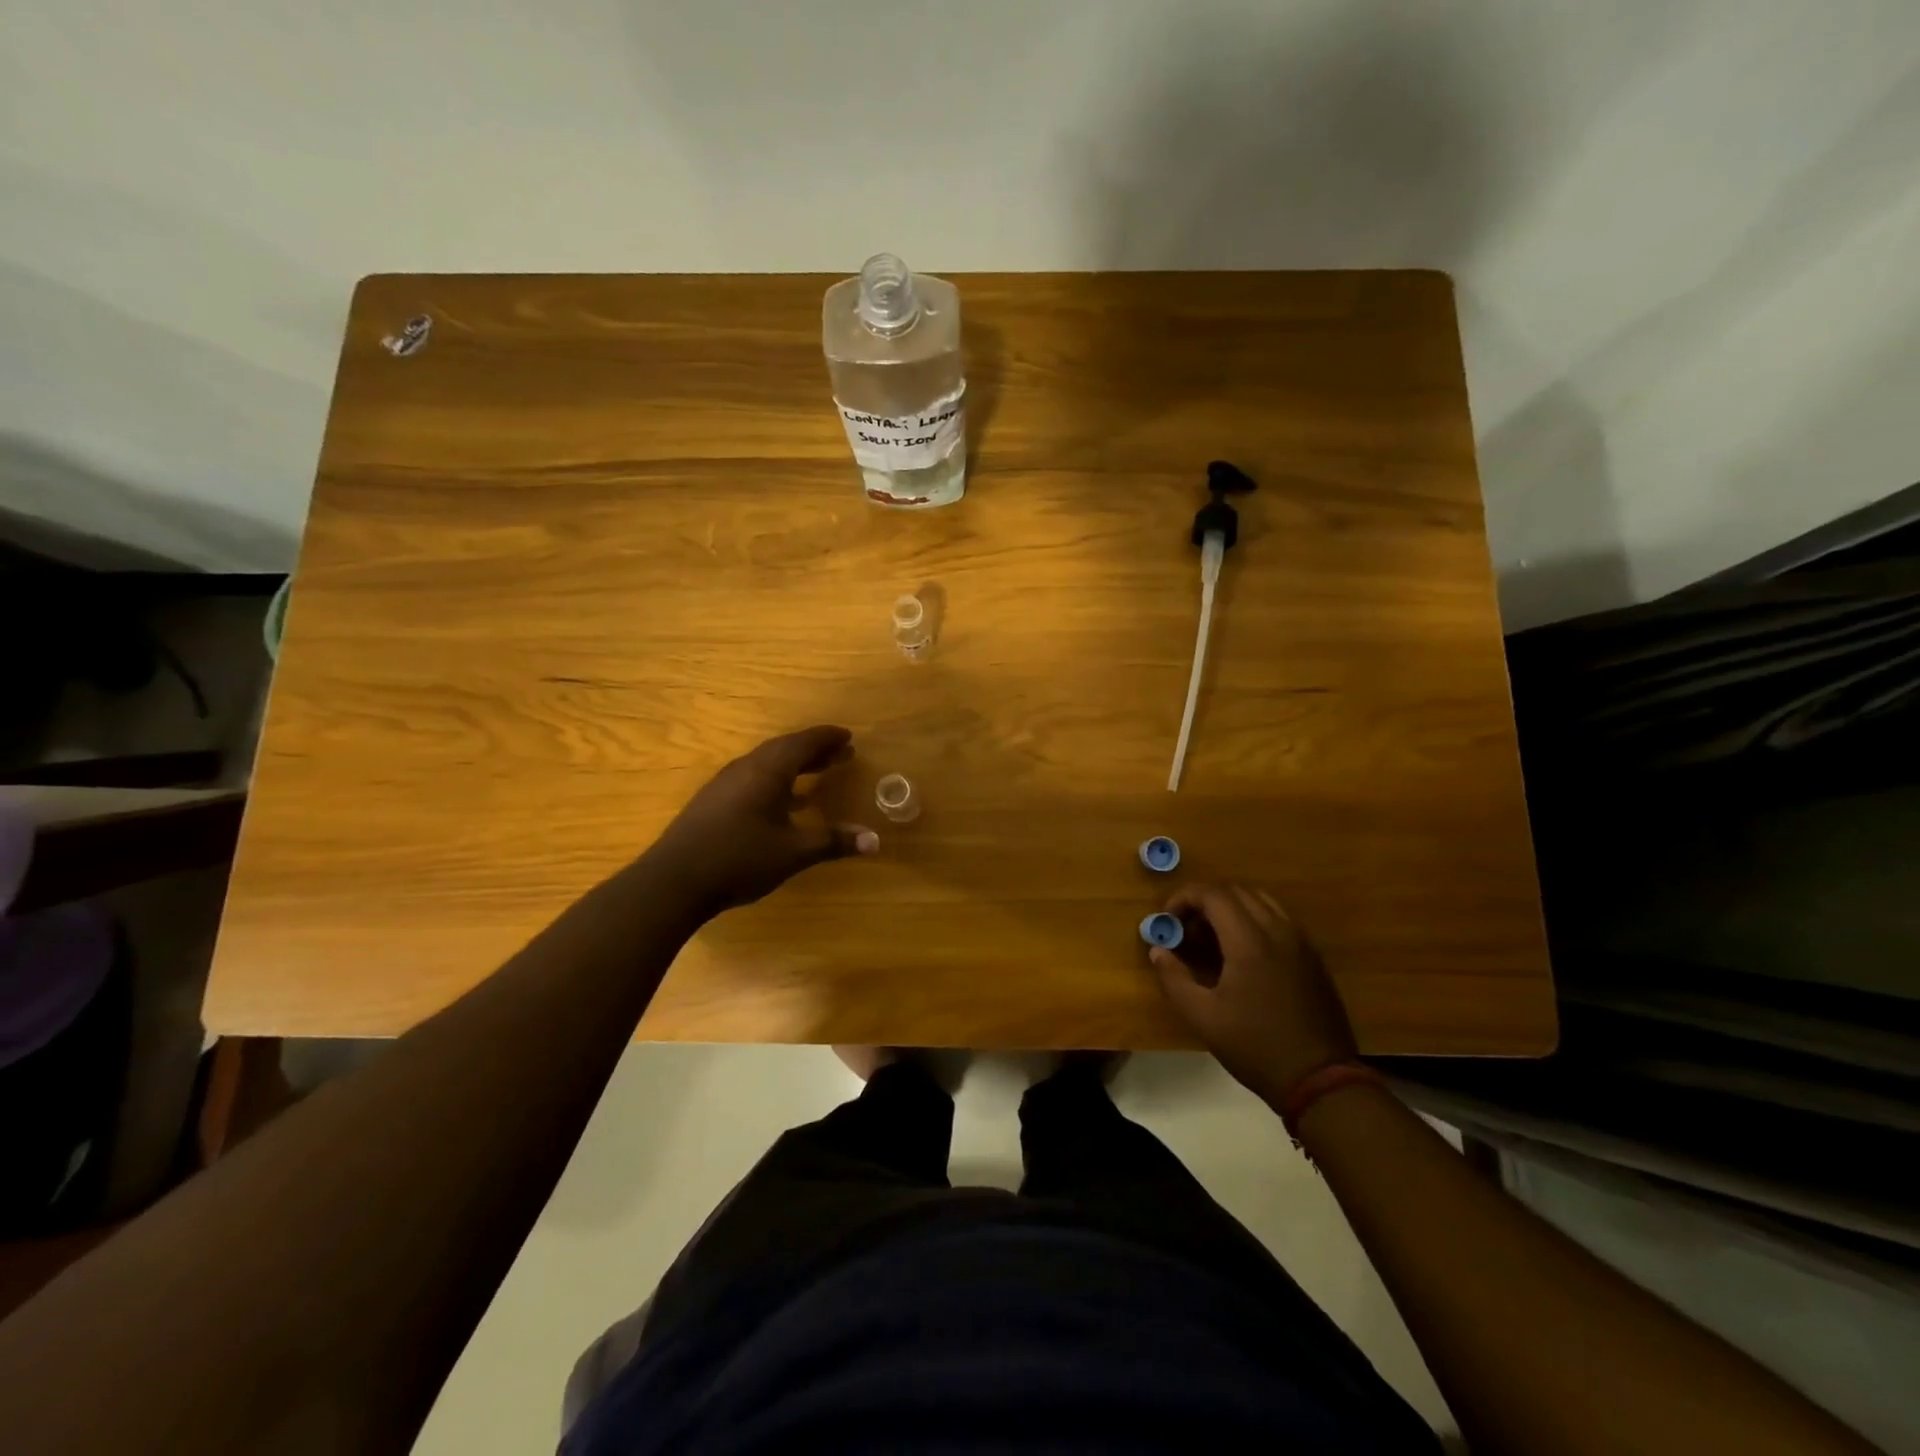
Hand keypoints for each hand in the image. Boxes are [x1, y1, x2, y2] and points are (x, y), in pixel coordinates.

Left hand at [649, 726, 877, 913]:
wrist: (673, 881)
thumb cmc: (739, 859)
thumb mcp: (793, 852)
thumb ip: (833, 842)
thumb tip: (874, 840)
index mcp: (767, 771)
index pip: (803, 743)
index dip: (828, 739)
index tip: (848, 737)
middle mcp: (746, 769)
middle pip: (785, 749)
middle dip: (815, 750)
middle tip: (841, 754)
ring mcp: (725, 784)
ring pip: (767, 763)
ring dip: (795, 764)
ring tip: (818, 773)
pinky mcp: (713, 802)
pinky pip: (753, 778)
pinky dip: (776, 780)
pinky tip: (783, 801)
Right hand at [1151, 884, 1357, 1106]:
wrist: (1320, 1080)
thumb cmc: (1256, 1047)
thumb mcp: (1203, 1018)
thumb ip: (1174, 979)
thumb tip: (1158, 951)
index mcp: (1250, 942)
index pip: (1213, 895)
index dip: (1184, 898)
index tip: (1168, 920)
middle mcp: (1278, 931)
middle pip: (1236, 892)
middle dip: (1205, 902)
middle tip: (1187, 931)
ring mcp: (1300, 942)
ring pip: (1261, 901)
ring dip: (1231, 908)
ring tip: (1213, 939)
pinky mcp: (1312, 956)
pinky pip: (1279, 919)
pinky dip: (1253, 920)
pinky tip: (1242, 954)